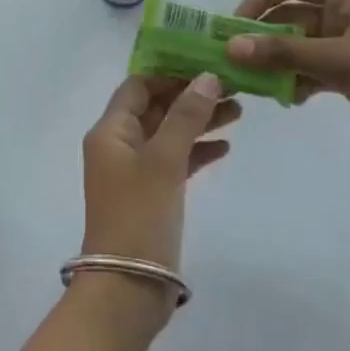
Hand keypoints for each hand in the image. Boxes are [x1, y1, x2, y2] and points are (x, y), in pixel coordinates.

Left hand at [80, 75, 238, 272]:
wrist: (127, 288)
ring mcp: (135, 171)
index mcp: (110, 130)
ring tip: (239, 111)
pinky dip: (197, 151)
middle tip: (233, 85)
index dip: (169, 72)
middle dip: (191, 95)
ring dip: (199, 121)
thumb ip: (186, 116)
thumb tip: (207, 77)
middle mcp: (118, 145)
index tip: (206, 62)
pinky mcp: (151, 194)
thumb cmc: (140, 215)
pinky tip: (226, 146)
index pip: (138, 86)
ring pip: (169, 134)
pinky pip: (175, 161)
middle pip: (156, 107)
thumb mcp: (164, 160)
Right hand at [227, 0, 349, 184]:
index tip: (235, 25)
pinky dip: (298, 80)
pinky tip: (289, 99)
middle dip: (264, 36)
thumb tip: (232, 46)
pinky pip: (314, 68)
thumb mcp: (341, 62)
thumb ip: (284, 54)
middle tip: (234, 60)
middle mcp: (349, 14)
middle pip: (293, 15)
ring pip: (301, 45)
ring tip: (255, 84)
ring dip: (278, 62)